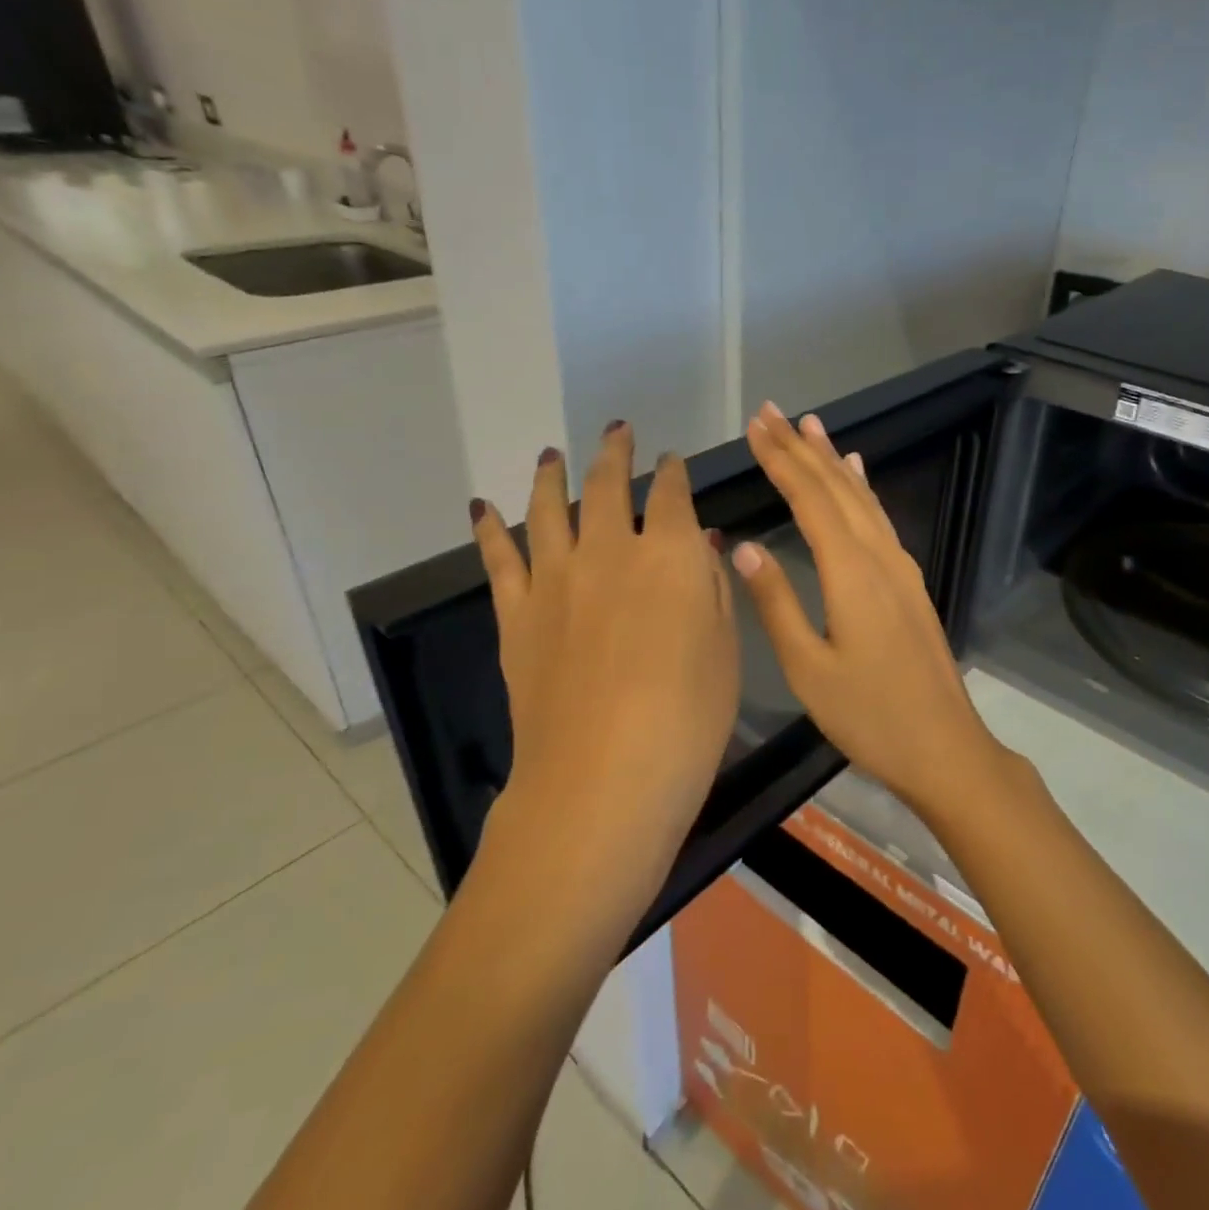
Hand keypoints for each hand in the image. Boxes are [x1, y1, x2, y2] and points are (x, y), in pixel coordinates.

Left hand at [470, 422, 739, 892]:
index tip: (673, 463)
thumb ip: (713, 588)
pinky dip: (489, 528)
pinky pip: (499, 558)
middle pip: (608, 485)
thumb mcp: (726, 649)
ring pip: (549, 508)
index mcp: (671, 554)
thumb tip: (702, 545)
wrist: (603, 778)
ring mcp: (556, 578)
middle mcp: (610, 550)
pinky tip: (482, 508)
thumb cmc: (689, 718)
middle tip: (616, 431)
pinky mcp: (517, 614)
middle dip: (614, 453)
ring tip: (551, 454)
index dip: (674, 473)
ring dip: (552, 475)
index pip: (673, 494)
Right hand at [731, 402, 1004, 811]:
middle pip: (836, 488)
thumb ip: (776, 601)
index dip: (780, 460)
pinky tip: (858, 475)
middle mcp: (879, 555)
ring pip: (862, 498)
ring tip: (811, 426)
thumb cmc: (869, 714)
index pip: (809, 499)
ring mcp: (900, 567)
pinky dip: (863, 489)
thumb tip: (743, 546)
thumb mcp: (808, 667)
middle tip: (772, 412)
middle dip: (801, 448)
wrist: (943, 745)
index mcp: (850, 571)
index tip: (755, 426)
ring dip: (833, 460)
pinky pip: (880, 519)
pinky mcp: (909, 582)